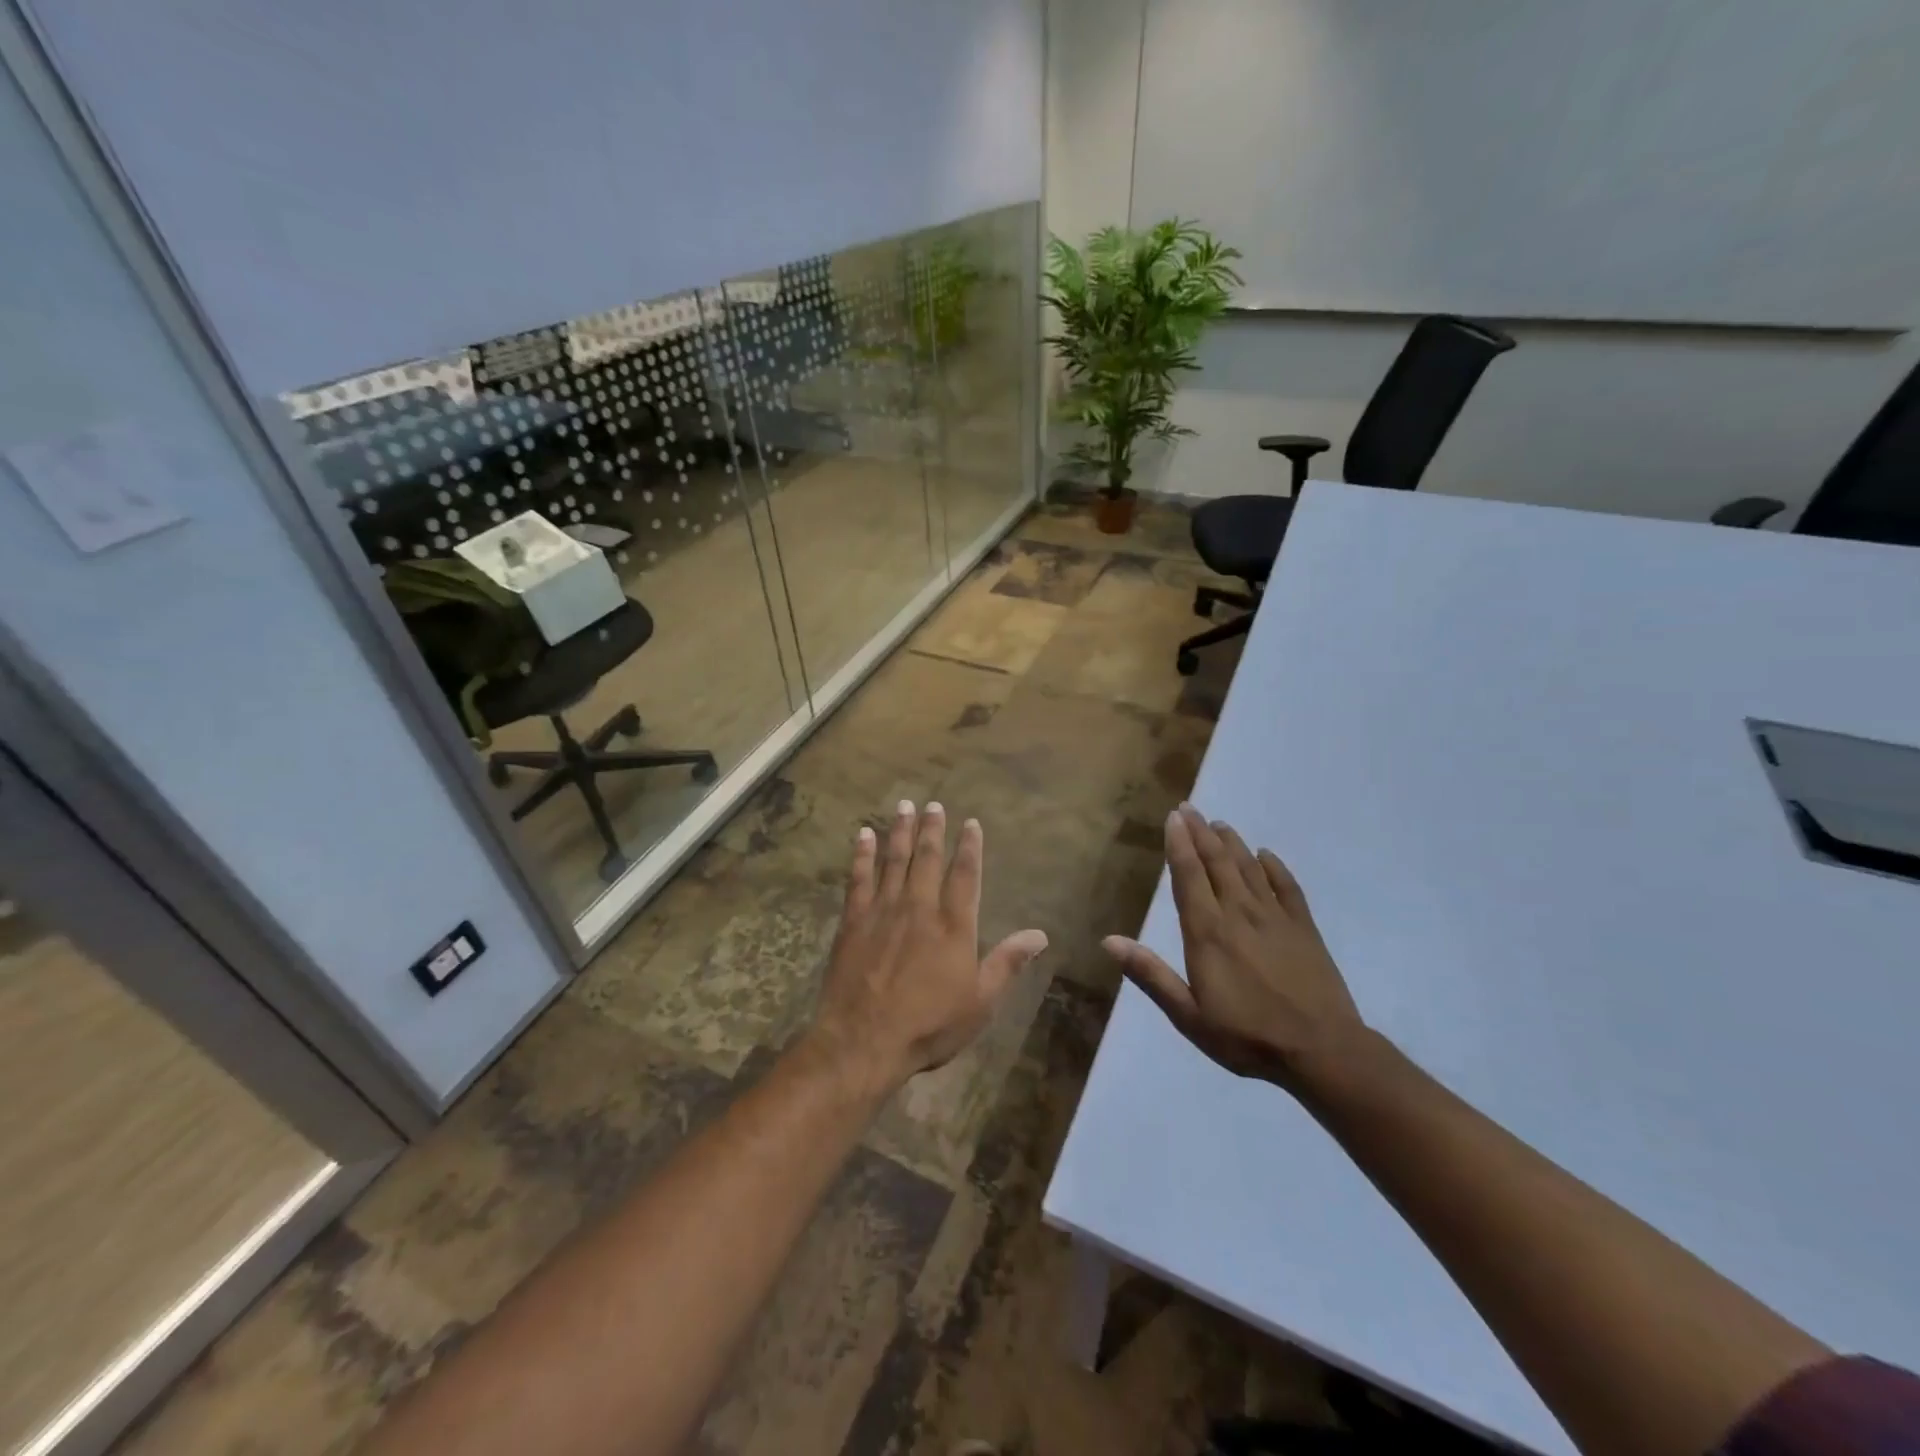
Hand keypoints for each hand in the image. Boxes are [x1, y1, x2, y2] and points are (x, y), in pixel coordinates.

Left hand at [809, 801, 1048, 1095]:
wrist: (864, 1040)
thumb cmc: (929, 1025)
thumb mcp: (980, 1002)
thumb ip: (1007, 963)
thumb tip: (1040, 934)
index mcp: (953, 925)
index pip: (965, 874)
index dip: (969, 847)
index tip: (970, 823)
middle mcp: (920, 907)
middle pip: (928, 858)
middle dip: (932, 829)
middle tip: (933, 804)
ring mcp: (883, 911)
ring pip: (894, 860)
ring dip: (900, 832)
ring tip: (904, 806)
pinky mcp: (853, 920)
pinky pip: (858, 878)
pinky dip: (862, 855)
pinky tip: (863, 835)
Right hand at [1103, 803, 1364, 1091]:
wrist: (1322, 1051)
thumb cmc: (1247, 1036)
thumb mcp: (1189, 1015)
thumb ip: (1150, 974)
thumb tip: (1108, 941)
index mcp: (1208, 932)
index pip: (1189, 876)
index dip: (1178, 844)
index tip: (1173, 818)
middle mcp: (1239, 913)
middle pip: (1217, 862)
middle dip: (1200, 833)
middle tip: (1189, 808)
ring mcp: (1275, 917)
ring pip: (1248, 868)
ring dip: (1232, 843)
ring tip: (1219, 824)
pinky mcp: (1305, 927)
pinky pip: (1287, 886)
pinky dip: (1274, 867)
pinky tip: (1265, 855)